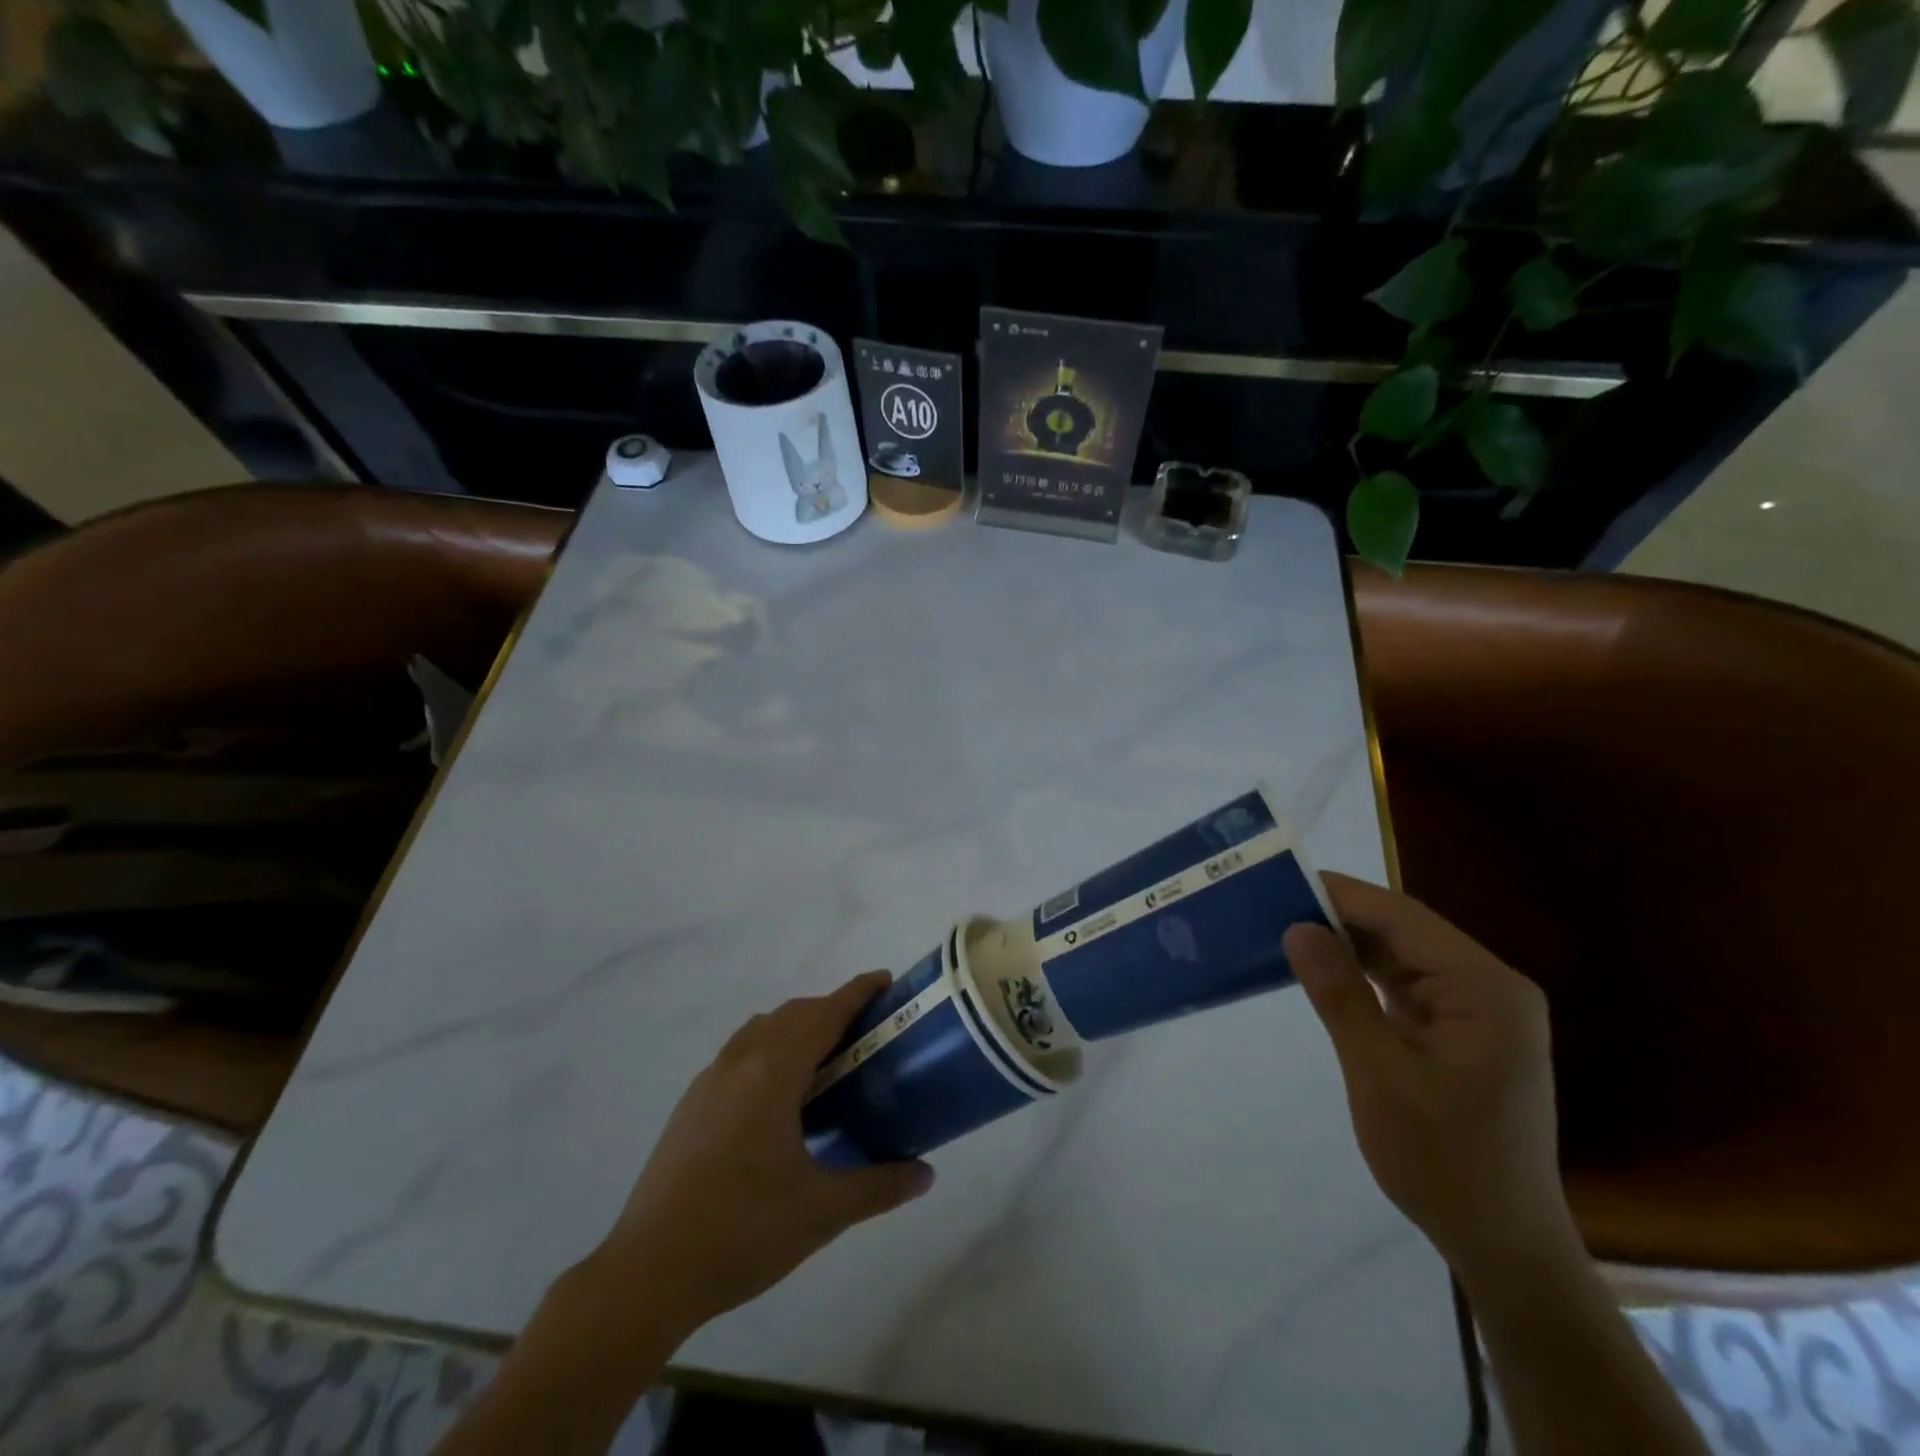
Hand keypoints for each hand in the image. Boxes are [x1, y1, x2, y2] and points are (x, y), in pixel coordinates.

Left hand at [590, 972, 934, 1336]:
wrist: (647, 1274)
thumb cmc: (742, 1232)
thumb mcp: (822, 1212)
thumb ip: (879, 1186)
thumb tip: (925, 1174)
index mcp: (773, 1072)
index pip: (825, 1013)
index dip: (858, 992)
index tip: (886, 981)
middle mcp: (740, 1062)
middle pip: (793, 1014)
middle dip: (831, 1009)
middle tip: (866, 1031)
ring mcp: (709, 1081)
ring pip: (761, 1030)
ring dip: (796, 1027)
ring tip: (825, 1059)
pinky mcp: (690, 1104)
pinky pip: (738, 1053)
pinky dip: (768, 1049)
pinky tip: (777, 1098)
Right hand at [1284, 874, 1578, 1279]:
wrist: (1501, 1245)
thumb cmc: (1443, 1159)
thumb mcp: (1379, 1073)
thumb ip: (1339, 994)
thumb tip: (1297, 927)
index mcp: (1486, 989)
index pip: (1403, 918)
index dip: (1341, 894)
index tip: (1281, 880)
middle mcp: (1489, 987)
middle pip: (1404, 931)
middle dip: (1339, 916)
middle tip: (1271, 904)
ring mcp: (1478, 1009)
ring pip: (1402, 955)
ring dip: (1348, 943)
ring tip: (1285, 928)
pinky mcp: (1461, 1030)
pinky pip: (1405, 984)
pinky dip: (1363, 974)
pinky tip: (1322, 968)